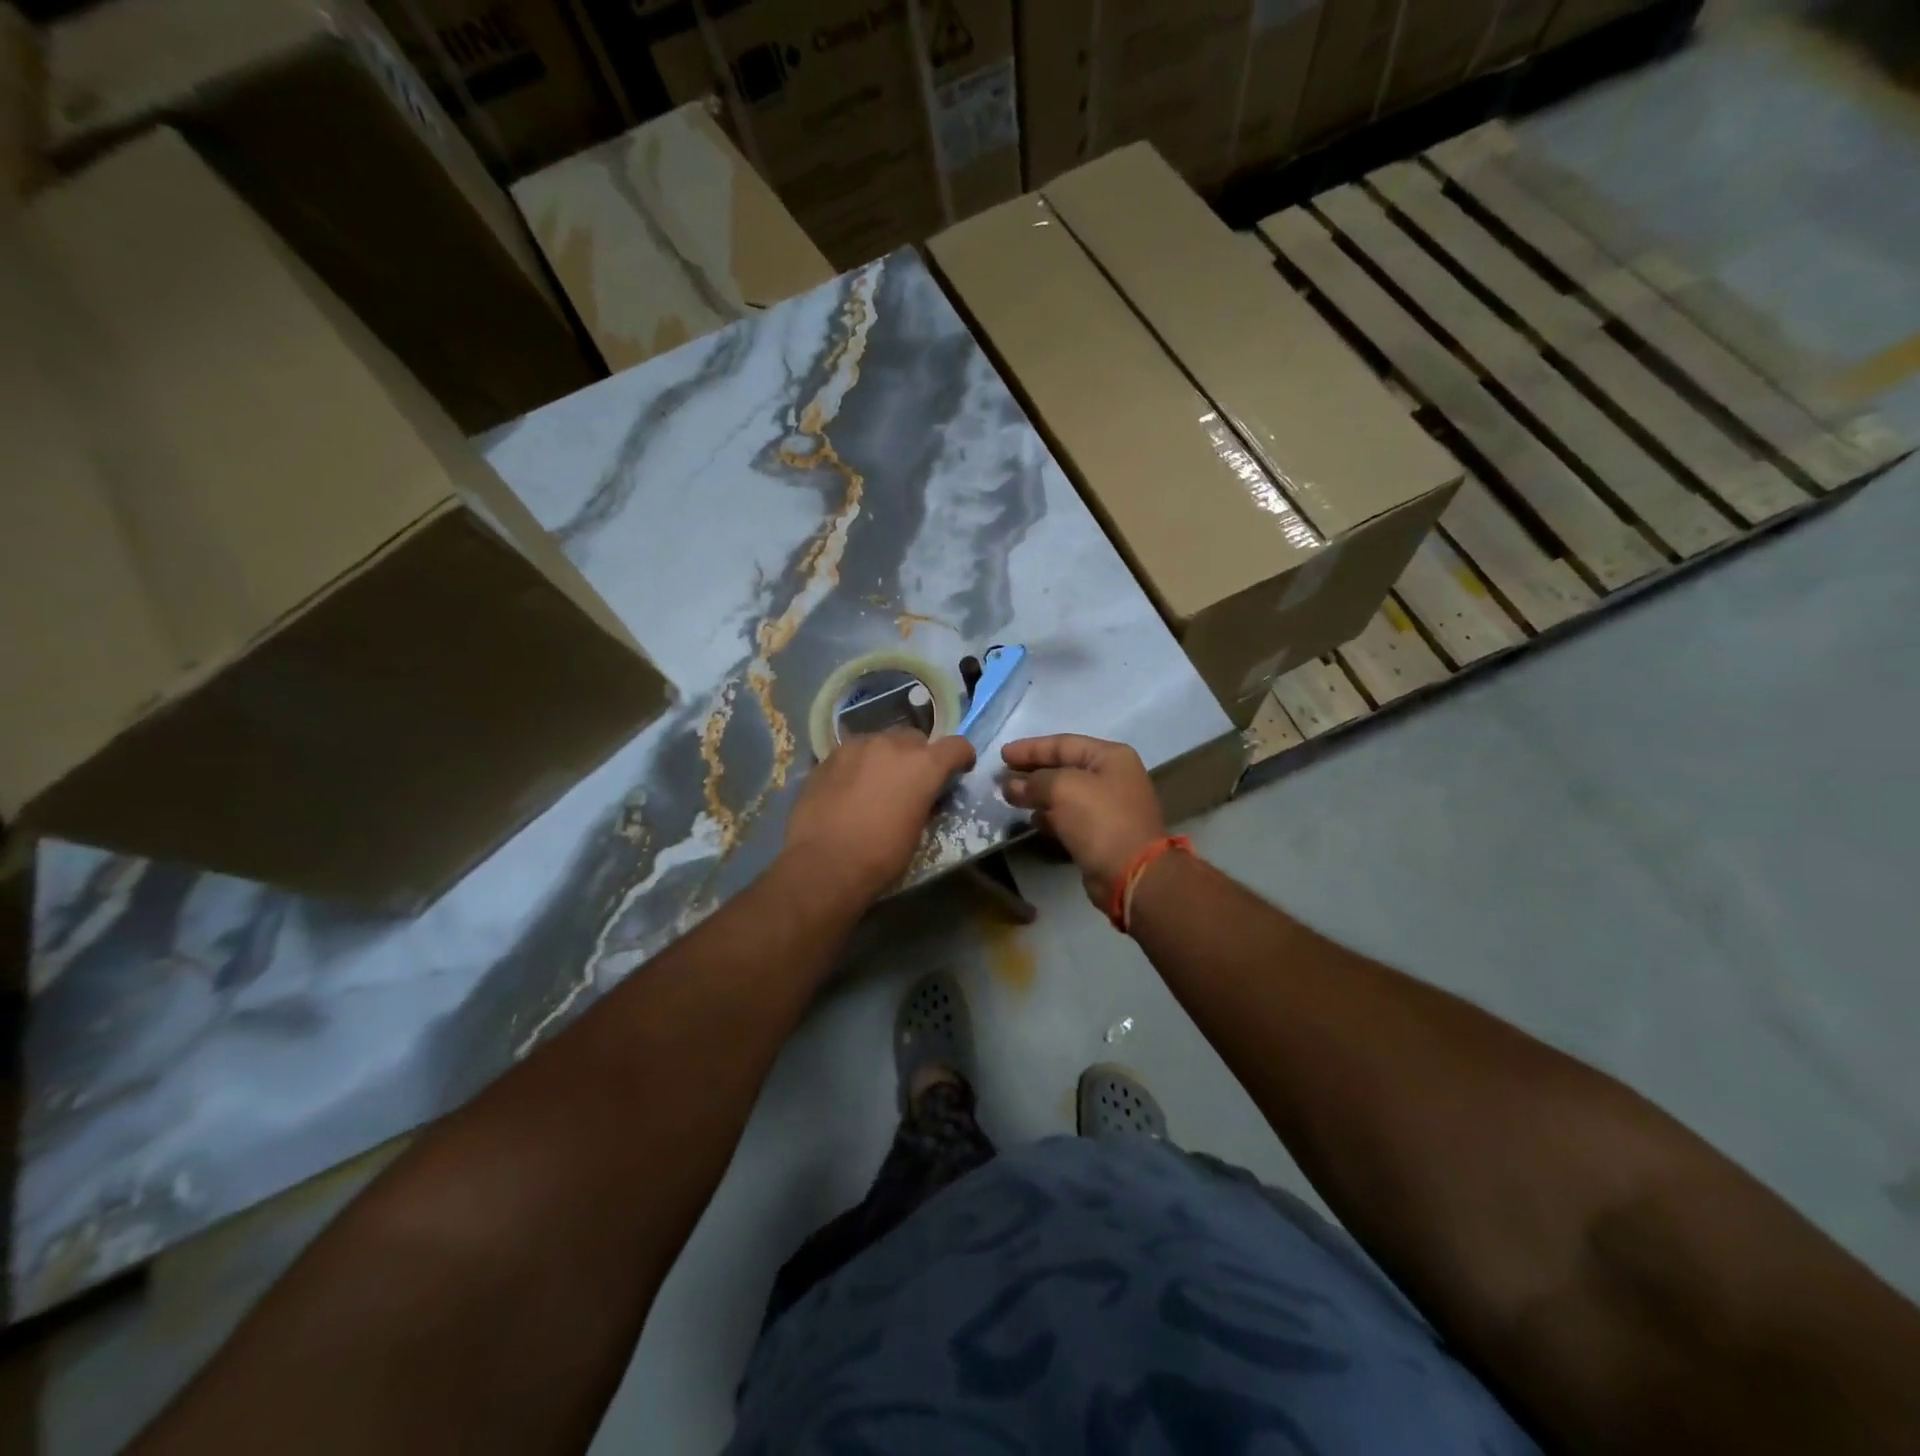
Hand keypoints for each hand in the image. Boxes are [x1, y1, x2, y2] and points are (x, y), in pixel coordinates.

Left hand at [783, 729, 976, 904]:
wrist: (823, 865)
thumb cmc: (880, 856)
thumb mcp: (917, 831)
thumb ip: (925, 801)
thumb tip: (924, 795)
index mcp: (922, 765)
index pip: (956, 746)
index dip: (961, 757)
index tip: (959, 770)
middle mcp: (891, 745)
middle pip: (915, 738)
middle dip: (919, 756)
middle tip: (912, 781)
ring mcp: (855, 747)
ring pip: (880, 741)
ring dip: (886, 757)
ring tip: (877, 783)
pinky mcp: (828, 757)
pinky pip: (852, 754)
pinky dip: (858, 766)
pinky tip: (849, 789)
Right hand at [1002, 735, 1166, 907]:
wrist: (1131, 873)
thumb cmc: (1099, 819)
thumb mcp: (1063, 788)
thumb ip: (1033, 781)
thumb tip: (1010, 785)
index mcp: (1110, 756)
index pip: (1063, 743)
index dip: (1030, 748)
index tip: (1002, 755)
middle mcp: (1112, 777)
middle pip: (1064, 767)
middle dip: (1031, 771)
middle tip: (1001, 775)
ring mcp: (1108, 807)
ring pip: (1065, 794)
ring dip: (1037, 795)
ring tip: (1009, 797)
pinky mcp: (1101, 834)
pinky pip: (1069, 817)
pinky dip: (1049, 816)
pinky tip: (1031, 820)